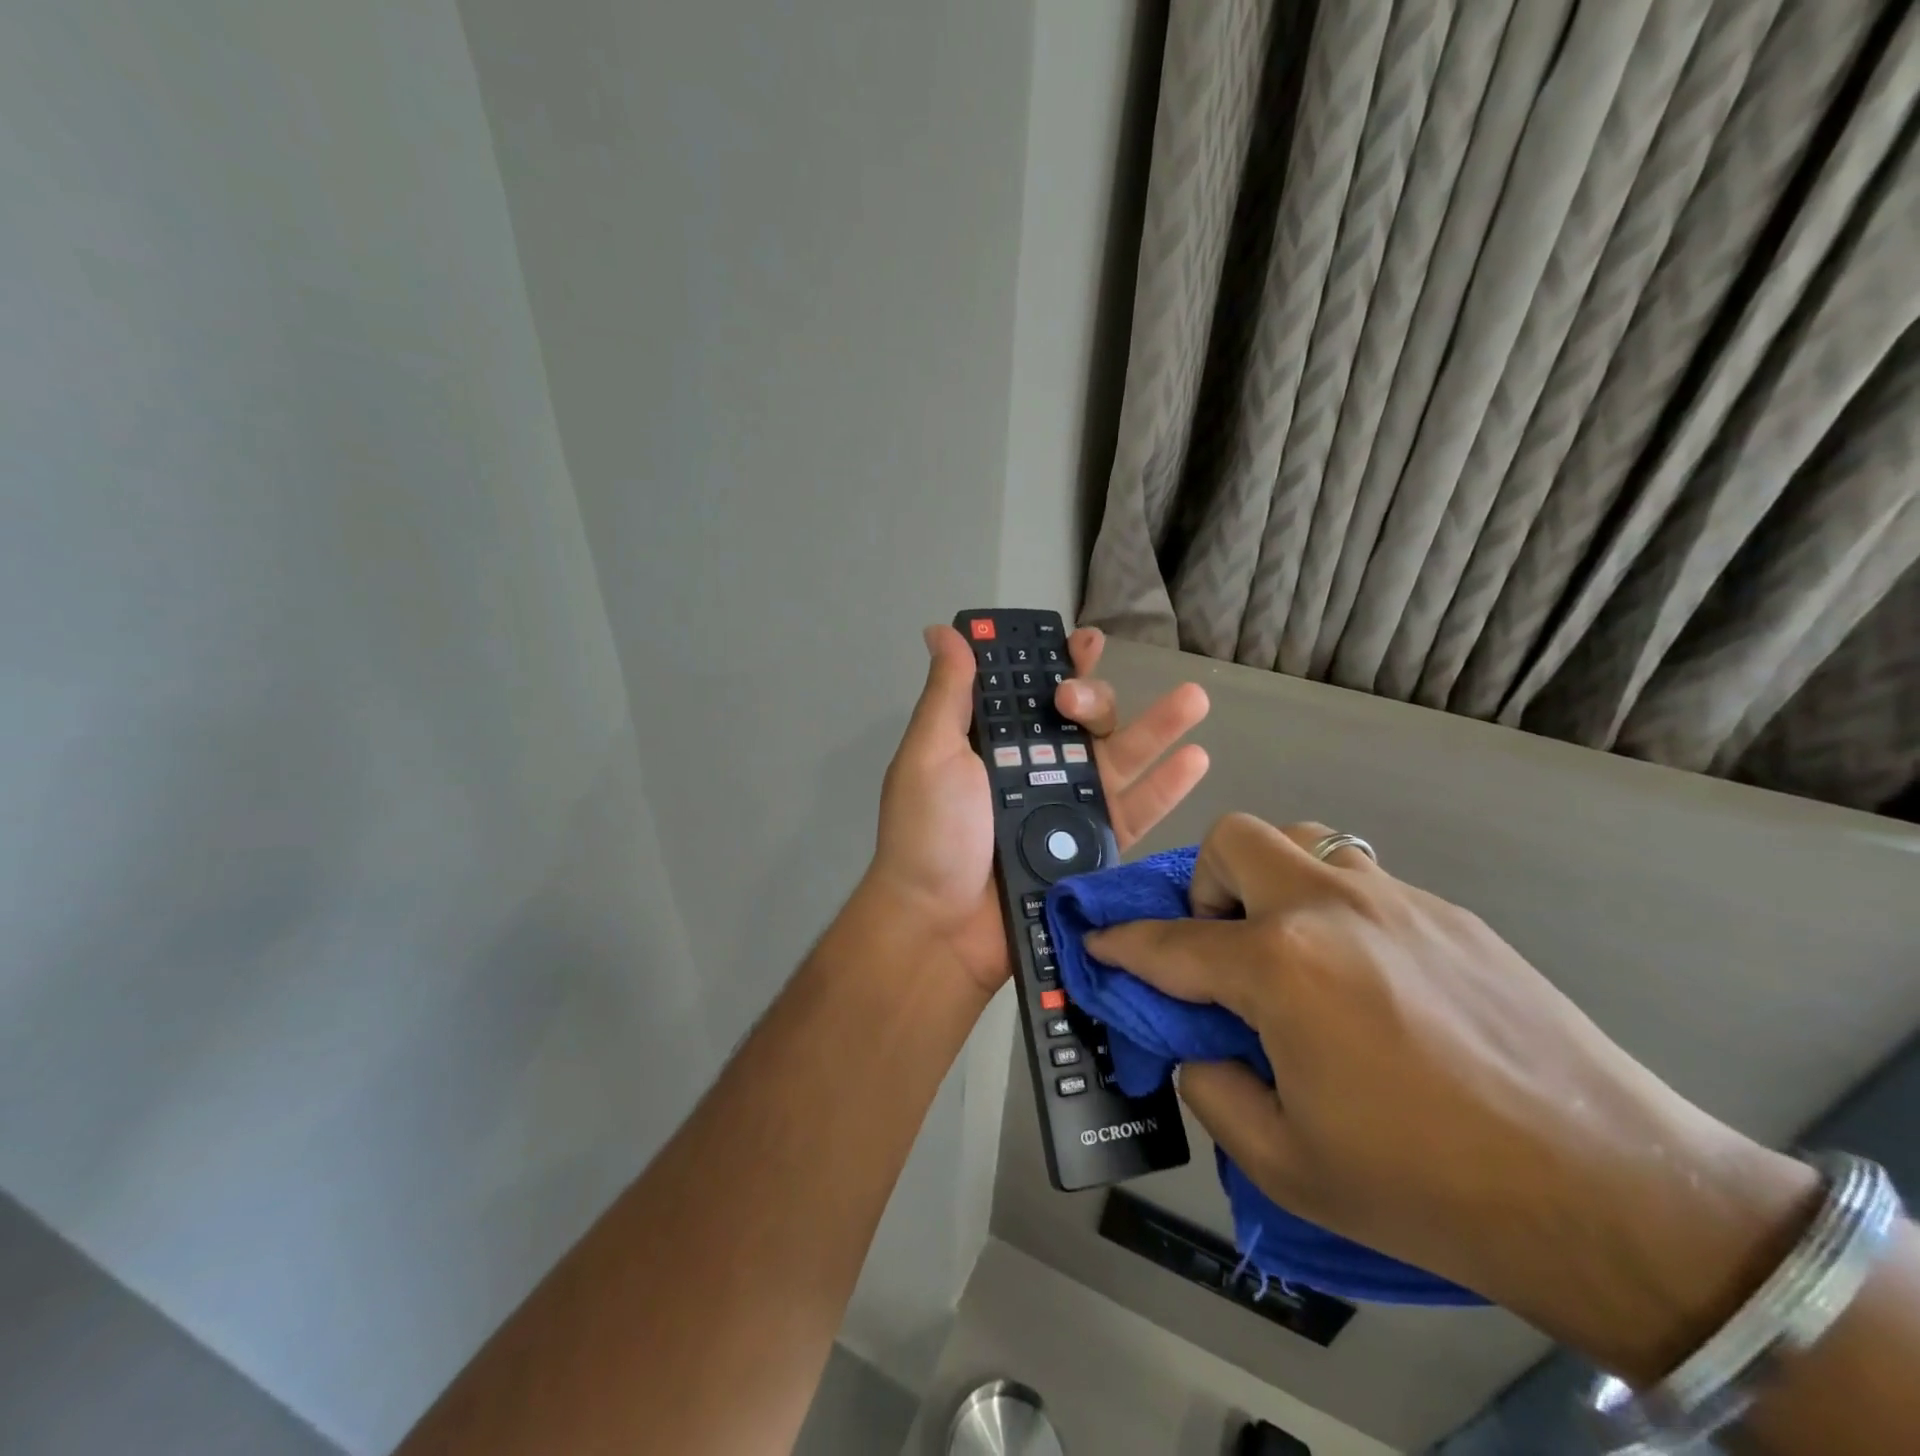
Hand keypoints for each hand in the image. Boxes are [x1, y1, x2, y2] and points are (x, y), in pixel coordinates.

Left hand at [863, 623, 1209, 996]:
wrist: (943, 928)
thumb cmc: (930, 835)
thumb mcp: (929, 755)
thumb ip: (948, 694)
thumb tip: (942, 630)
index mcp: (995, 744)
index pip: (1034, 692)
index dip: (1059, 663)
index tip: (1083, 640)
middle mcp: (1036, 769)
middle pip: (1083, 721)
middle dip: (1093, 698)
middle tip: (1077, 701)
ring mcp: (1069, 807)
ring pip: (1120, 757)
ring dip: (1158, 725)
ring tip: (1194, 698)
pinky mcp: (1094, 846)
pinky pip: (1136, 810)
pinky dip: (1167, 785)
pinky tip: (1196, 758)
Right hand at [1088, 813, 1819, 1382]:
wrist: (1616, 1197)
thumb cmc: (1431, 1188)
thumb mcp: (1287, 1164)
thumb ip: (1214, 1090)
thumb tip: (1201, 1048)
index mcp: (1280, 966)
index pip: (1171, 942)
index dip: (1122, 943)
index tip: (1098, 941)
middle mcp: (1329, 908)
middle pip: (1234, 840)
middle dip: (1203, 883)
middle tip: (1222, 945)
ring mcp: (1395, 899)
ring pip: (1303, 840)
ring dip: (1271, 881)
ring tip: (1289, 950)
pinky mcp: (1448, 913)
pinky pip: (1361, 878)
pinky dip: (1332, 908)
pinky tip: (1366, 978)